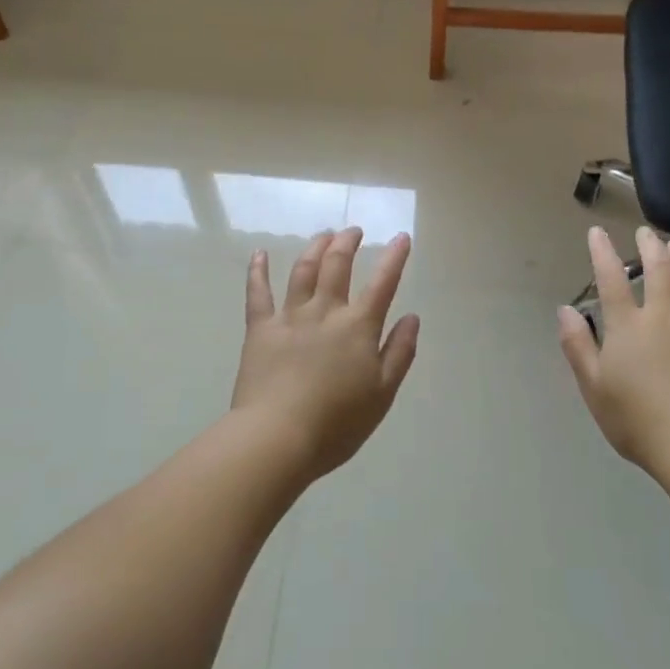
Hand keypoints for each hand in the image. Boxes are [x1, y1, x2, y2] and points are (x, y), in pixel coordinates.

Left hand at [231, 228, 420, 481]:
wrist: (277, 437)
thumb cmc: (336, 423)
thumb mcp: (382, 394)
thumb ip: (399, 352)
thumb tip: (412, 317)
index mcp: (358, 327)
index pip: (383, 283)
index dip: (394, 258)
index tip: (401, 237)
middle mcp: (325, 311)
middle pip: (337, 264)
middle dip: (347, 242)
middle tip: (353, 231)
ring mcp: (290, 316)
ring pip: (303, 270)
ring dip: (315, 247)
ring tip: (323, 235)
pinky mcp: (260, 329)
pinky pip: (258, 293)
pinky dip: (258, 271)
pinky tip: (259, 254)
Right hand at [558, 226, 669, 473]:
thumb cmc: (636, 419)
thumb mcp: (593, 385)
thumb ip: (578, 344)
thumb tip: (565, 309)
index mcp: (628, 326)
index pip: (611, 280)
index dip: (603, 253)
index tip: (598, 231)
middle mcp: (665, 318)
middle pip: (659, 273)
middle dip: (650, 249)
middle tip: (646, 232)